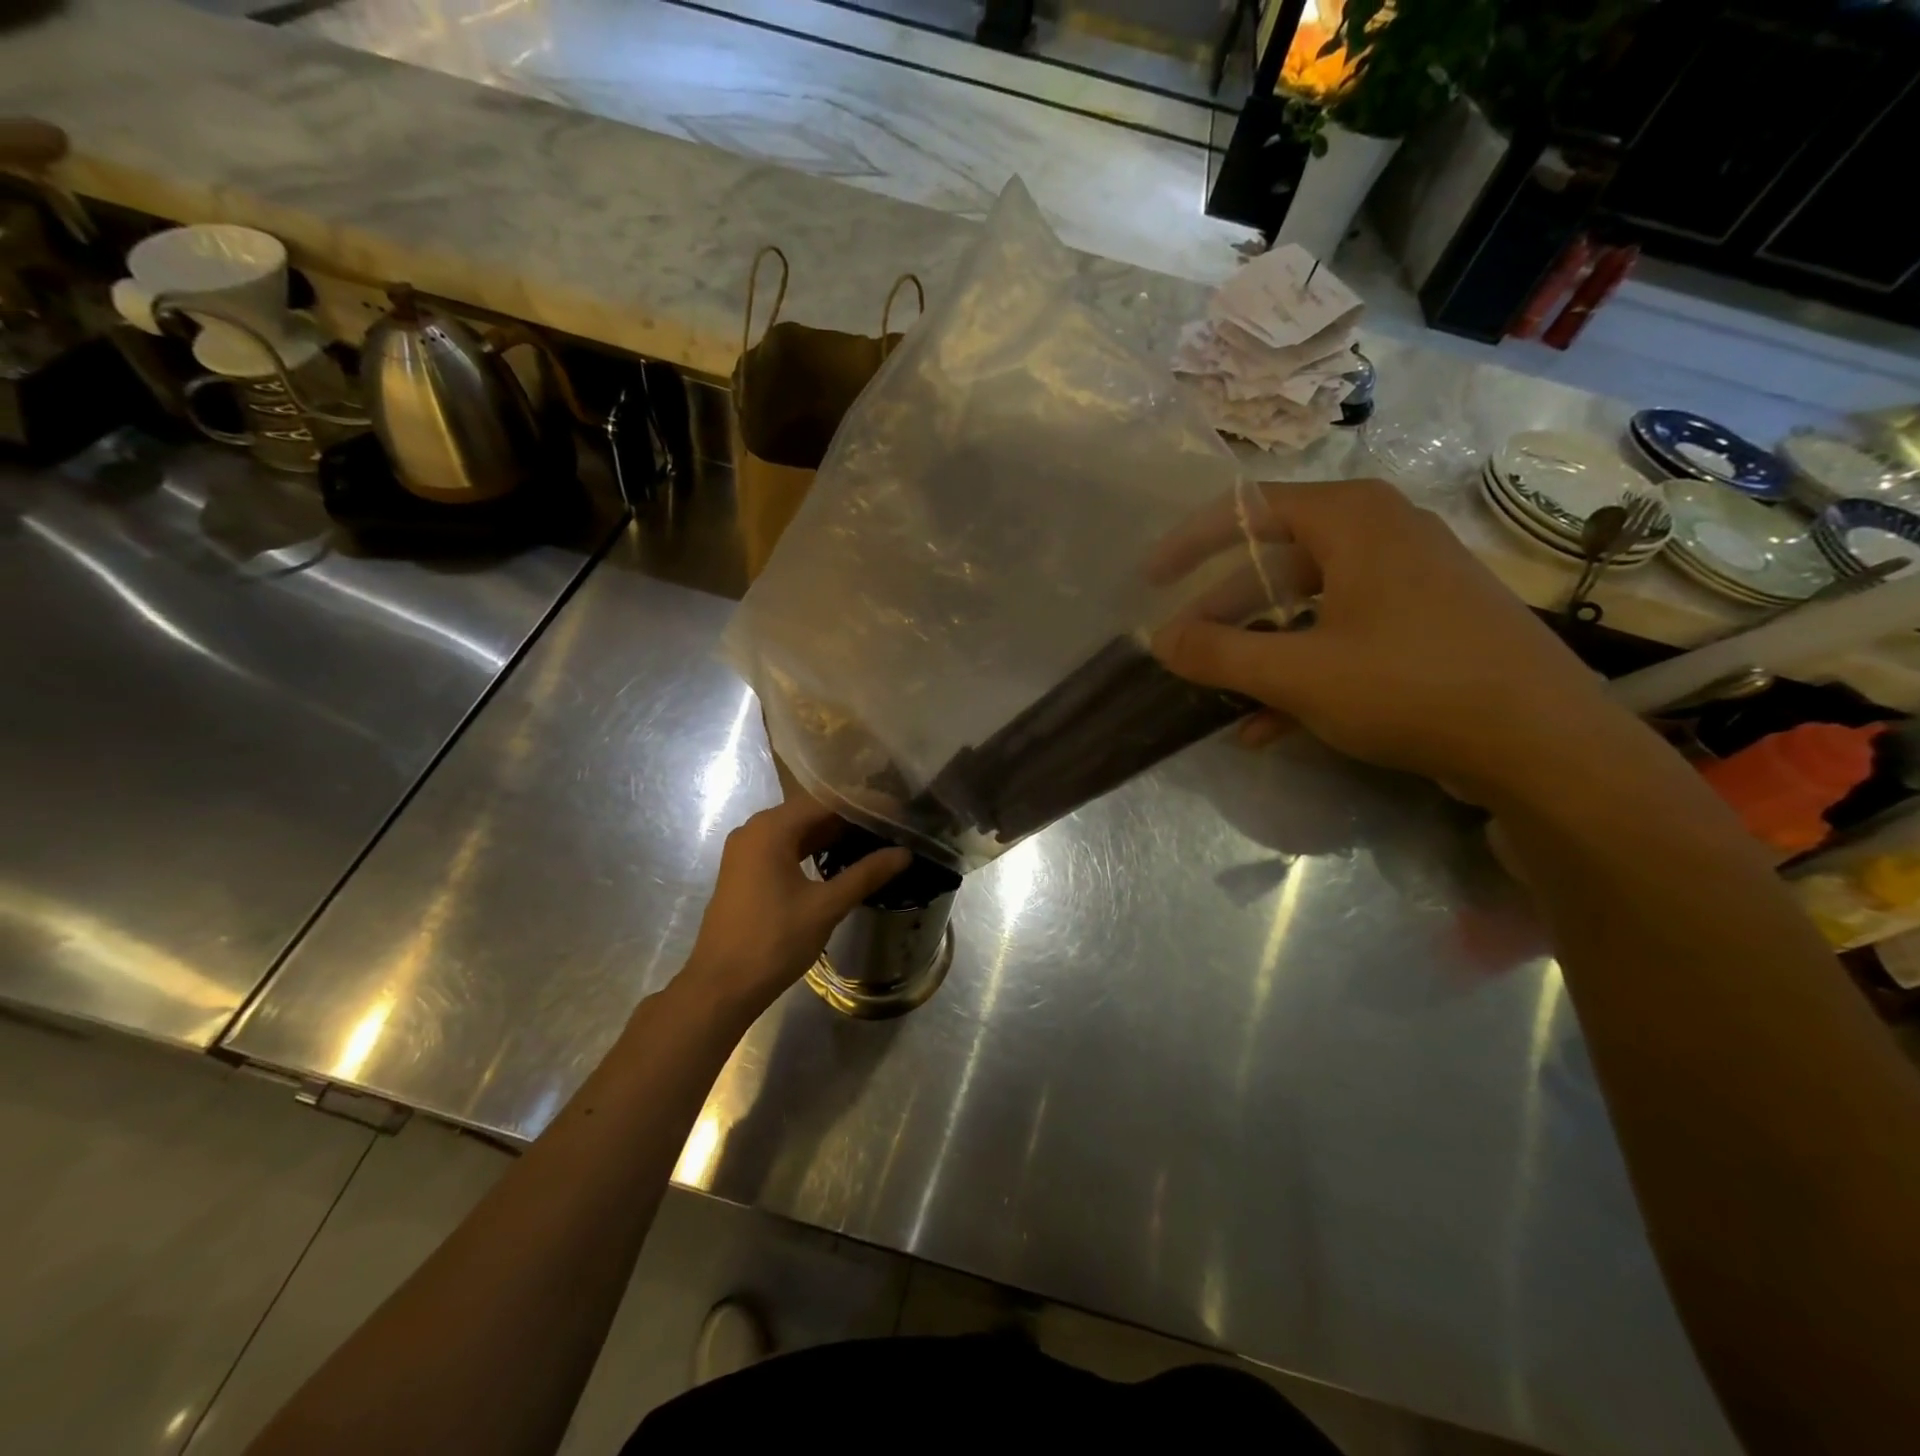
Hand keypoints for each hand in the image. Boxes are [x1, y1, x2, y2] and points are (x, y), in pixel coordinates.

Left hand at [679, 795, 911, 1023]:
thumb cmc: (774, 941)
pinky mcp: (746, 871)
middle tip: (892, 824)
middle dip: (850, 818)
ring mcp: (747, 850)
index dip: (864, 804)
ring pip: (798, 831)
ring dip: (832, 834)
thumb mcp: (826, 906)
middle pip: (810, 812)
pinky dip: (812, 850)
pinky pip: (785, 847)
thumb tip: (905, 853)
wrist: (721, 987)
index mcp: (771, 828)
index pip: (826, 801)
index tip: (898, 811)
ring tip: (875, 838)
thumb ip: (866, 874)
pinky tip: (841, 859)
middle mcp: (755, 829)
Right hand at [1150, 478, 1634, 809]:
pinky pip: (1343, 636)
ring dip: (1258, 650)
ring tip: (1219, 694)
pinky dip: (1302, 671)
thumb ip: (1219, 653)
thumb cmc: (1411, 685)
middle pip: (1276, 563)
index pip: (1250, 509)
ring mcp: (1409, 582)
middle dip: (1223, 610)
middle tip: (1184, 649)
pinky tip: (1266, 726)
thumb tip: (1159, 639)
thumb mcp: (1297, 672)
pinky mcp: (1426, 626)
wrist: (1543, 744)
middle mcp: (1383, 535)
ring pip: (1307, 606)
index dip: (1191, 543)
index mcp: (1353, 520)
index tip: (1152, 580)